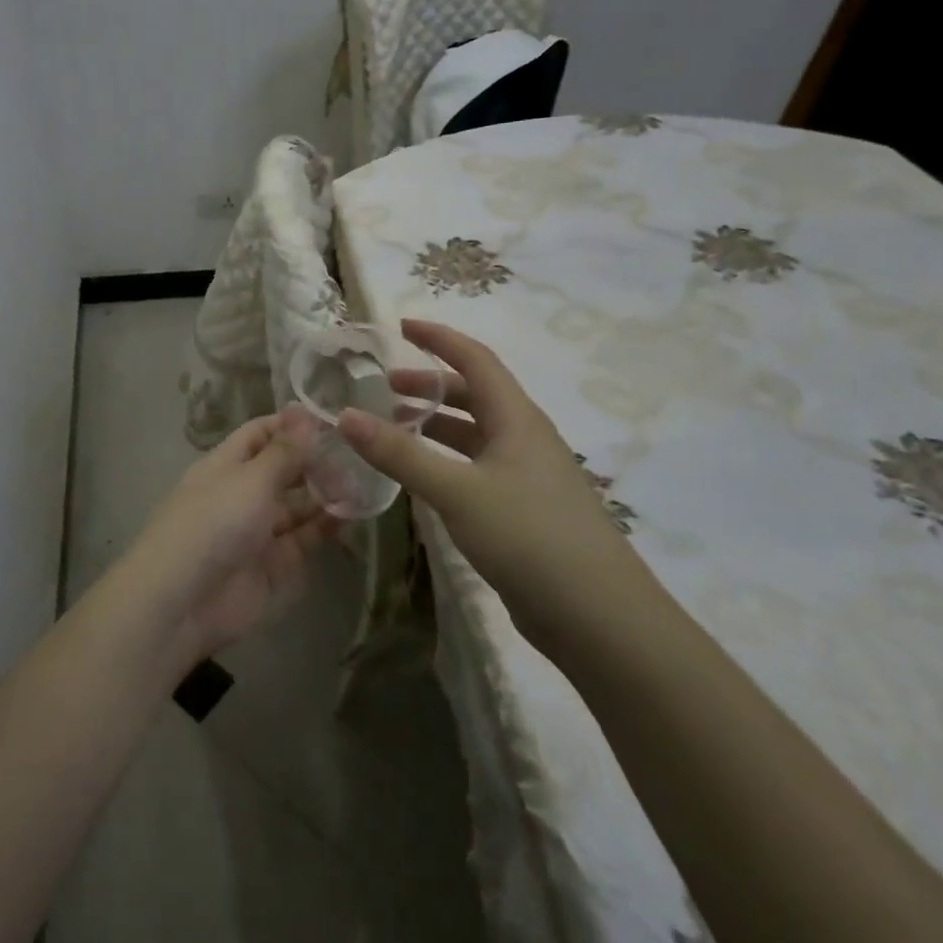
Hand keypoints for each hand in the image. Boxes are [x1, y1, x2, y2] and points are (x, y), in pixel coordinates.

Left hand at [127, 407, 336, 659]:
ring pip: (297, 506)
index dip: (292, 425)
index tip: (333, 421)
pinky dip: (325, 527)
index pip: (260, 434)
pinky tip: (352, 514)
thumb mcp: (252, 479)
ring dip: (325, 494)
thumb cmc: (214, 523)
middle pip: (282, 470)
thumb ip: (284, 450)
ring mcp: (256, 530)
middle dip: (314, 462)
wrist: (183, 601)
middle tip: (356, 456)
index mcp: (226, 465)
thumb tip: (302, 408)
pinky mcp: (272, 565)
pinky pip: (303, 539)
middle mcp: (241, 493)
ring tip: (363, 483)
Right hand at [337, 319, 658, 661]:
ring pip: (474, 434)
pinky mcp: (523, 509)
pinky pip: (476, 467)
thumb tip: (345, 415)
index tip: (400, 326)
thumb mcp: (456, 490)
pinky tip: (422, 477)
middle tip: (384, 388)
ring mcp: (526, 475)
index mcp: (516, 418)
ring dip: (435, 424)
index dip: (438, 338)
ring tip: (393, 429)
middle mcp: (524, 437)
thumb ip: (399, 453)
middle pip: (473, 395)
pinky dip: (444, 460)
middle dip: (429, 385)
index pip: (475, 359)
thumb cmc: (528, 536)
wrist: (597, 616)